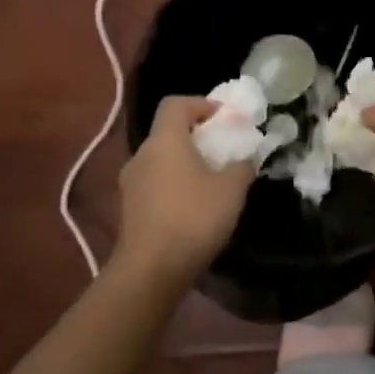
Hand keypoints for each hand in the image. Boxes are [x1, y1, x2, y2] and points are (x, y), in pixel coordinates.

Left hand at [114, 96, 254, 282]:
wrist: (151, 269)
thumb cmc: (194, 218)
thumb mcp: (232, 190)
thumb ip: (242, 166)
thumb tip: (244, 158)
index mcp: (164, 141)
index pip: (175, 104)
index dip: (201, 104)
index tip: (225, 119)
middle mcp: (142, 155)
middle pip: (168, 132)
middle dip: (197, 137)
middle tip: (224, 152)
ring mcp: (130, 183)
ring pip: (161, 160)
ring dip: (185, 163)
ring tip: (212, 182)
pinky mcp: (129, 209)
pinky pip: (155, 184)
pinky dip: (175, 185)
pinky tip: (194, 208)